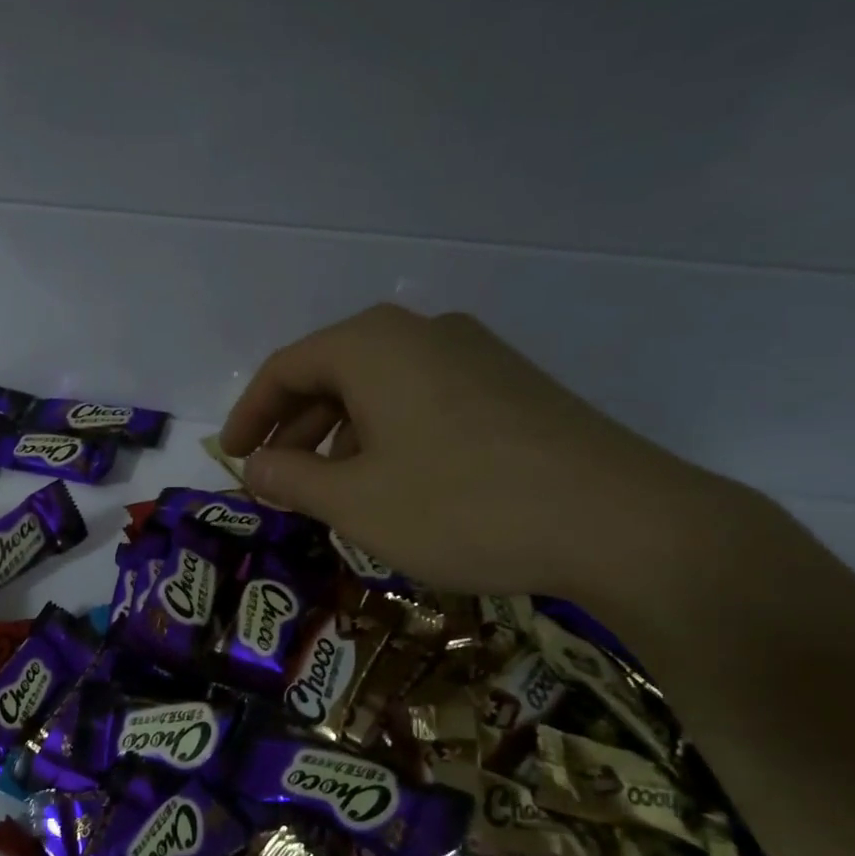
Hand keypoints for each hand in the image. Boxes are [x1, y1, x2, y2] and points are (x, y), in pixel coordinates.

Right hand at [219, 305, 740, 605]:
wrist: (622, 523)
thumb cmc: (462, 506)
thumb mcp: (355, 502)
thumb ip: (290, 479)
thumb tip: (252, 468)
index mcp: (373, 345)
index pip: (285, 368)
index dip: (249, 414)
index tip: (232, 457)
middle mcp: (422, 332)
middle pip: (333, 372)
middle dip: (295, 428)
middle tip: (277, 479)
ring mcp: (475, 355)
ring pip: (380, 388)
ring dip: (342, 435)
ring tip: (332, 490)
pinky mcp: (513, 386)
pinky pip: (424, 400)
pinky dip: (389, 436)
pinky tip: (396, 484)